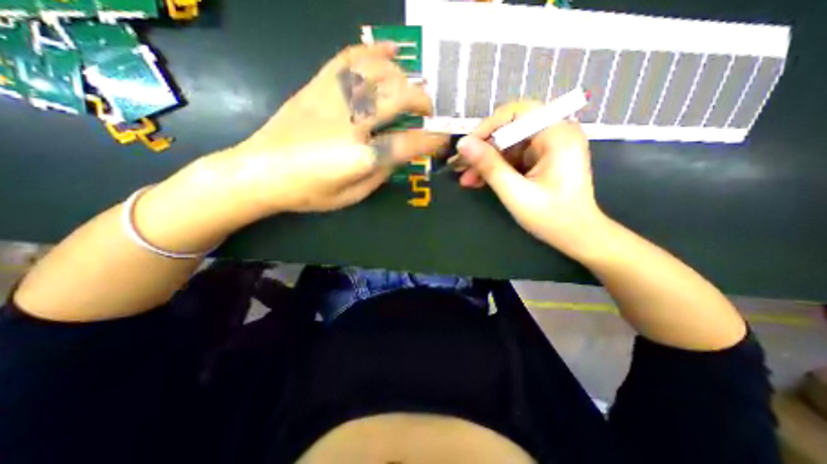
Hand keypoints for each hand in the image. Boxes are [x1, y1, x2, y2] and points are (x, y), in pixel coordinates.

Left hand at [204, 41, 449, 214]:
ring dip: (402, 77)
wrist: (259, 172)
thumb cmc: (308, 192)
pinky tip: (390, 51)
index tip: (442, 141)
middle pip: (397, 98)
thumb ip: (381, 173)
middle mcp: (349, 122)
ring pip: (377, 72)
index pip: (407, 143)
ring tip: (410, 88)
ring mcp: (331, 99)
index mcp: (359, 157)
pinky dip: (374, 50)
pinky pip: (349, 57)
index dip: (431, 142)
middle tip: (427, 112)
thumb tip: (401, 153)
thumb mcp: (352, 196)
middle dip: (421, 102)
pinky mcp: (317, 86)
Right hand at [455, 102, 605, 252]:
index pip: (516, 113)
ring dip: (486, 162)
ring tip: (466, 179)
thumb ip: (489, 166)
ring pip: (508, 145)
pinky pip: (514, 156)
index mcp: (557, 135)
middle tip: (460, 167)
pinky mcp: (543, 158)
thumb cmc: (551, 217)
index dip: (487, 127)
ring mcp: (549, 146)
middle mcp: (556, 133)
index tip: (466, 148)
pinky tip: (479, 181)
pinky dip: (497, 168)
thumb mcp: (515, 192)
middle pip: (510, 130)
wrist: (577, 236)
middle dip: (483, 149)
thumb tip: (463, 144)